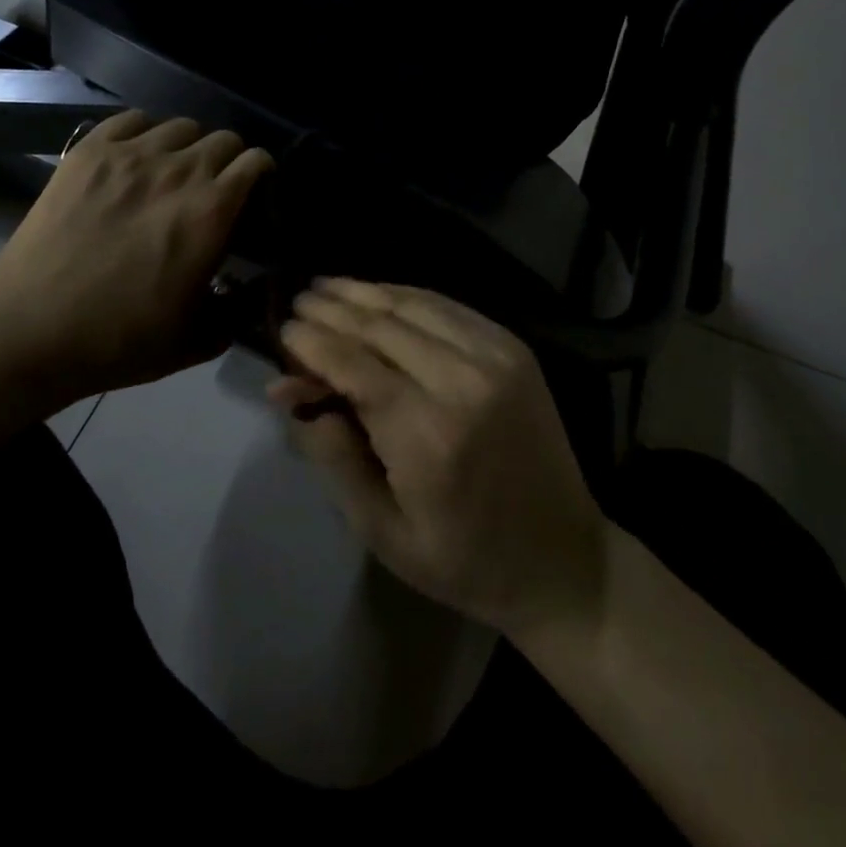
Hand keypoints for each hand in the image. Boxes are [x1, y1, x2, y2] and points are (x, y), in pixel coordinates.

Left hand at [0, 111, 272, 398]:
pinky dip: (146, 132)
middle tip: (216, 188)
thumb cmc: (120, 341)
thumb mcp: (198, 339)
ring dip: (190, 145)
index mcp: (212, 212)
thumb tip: (252, 289)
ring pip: (181, 125)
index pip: (255, 162)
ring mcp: (129, 156)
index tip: (255, 193)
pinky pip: (132, 119)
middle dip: (230, 160)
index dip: (262, 174)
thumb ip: (237, 309)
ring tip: (175, 171)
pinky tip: (138, 157)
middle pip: (223, 138)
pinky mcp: (87, 153)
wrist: (31, 333)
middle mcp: (178, 171)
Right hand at [274, 279, 610, 639]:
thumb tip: (290, 391)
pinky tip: (382, 294)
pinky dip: (409, 296)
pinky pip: (450, 308)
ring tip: (329, 285)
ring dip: (367, 292)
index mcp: (428, 436)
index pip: (353, 365)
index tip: (282, 328)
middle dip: (333, 308)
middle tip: (299, 299)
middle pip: (381, 326)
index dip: (312, 341)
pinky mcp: (514, 349)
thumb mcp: (382, 531)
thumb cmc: (463, 560)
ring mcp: (495, 358)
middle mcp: (463, 382)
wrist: (563, 559)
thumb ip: (333, 457)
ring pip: (415, 305)